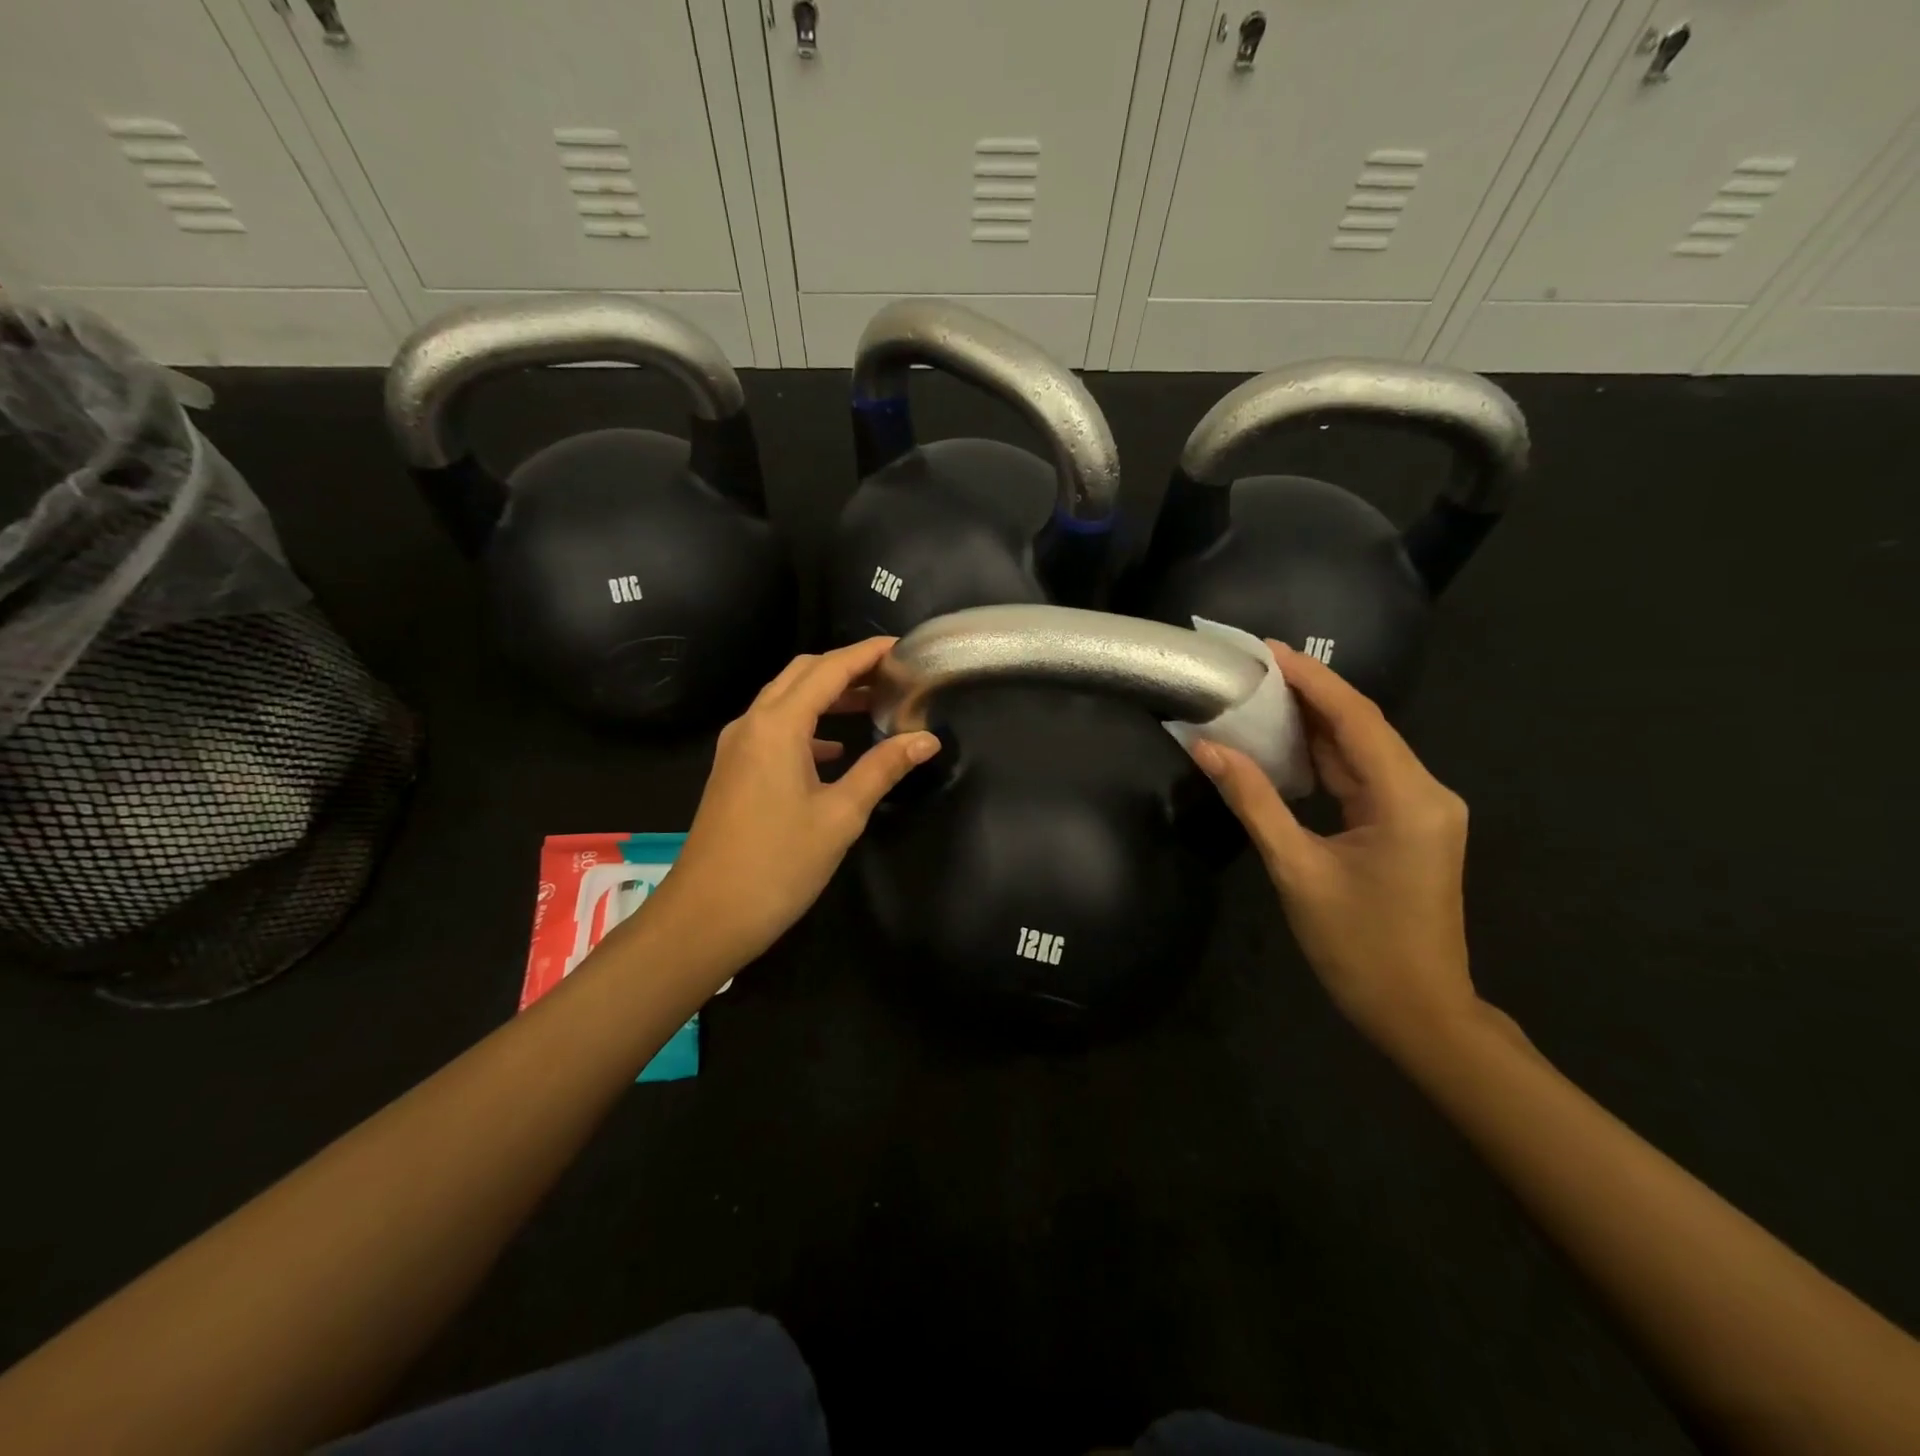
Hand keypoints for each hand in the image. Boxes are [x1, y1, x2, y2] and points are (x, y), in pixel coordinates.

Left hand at [645, 638, 940, 978]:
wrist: (706, 915)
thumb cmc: (778, 864)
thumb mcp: (840, 816)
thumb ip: (883, 769)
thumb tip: (926, 739)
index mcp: (777, 726)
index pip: (829, 669)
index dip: (867, 653)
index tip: (903, 647)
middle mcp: (752, 724)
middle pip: (802, 674)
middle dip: (846, 667)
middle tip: (891, 674)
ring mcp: (737, 746)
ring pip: (785, 699)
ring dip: (826, 695)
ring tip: (871, 703)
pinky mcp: (734, 770)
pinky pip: (774, 728)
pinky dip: (807, 725)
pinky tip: (834, 750)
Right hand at [1189, 641, 1479, 1054]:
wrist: (1419, 1011)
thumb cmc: (1357, 947)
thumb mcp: (1295, 870)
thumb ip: (1253, 801)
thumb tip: (1206, 749)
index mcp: (1407, 799)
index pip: (1356, 718)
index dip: (1311, 679)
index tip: (1267, 650)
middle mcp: (1427, 792)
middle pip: (1364, 726)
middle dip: (1311, 693)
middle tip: (1254, 668)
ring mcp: (1424, 809)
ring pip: (1365, 749)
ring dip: (1317, 723)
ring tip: (1263, 695)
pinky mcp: (1412, 825)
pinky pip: (1366, 776)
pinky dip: (1328, 756)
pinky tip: (1290, 743)